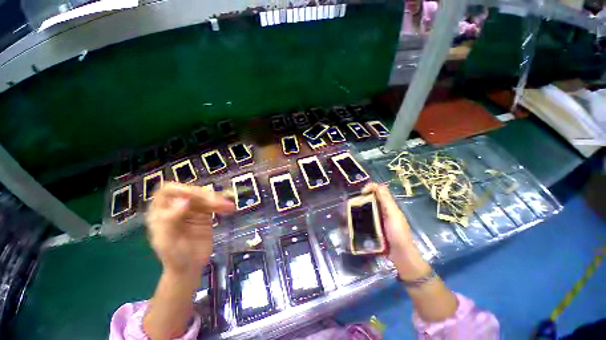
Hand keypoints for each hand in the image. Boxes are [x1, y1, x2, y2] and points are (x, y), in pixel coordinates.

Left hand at [146, 183, 234, 275]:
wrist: (190, 267)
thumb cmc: (175, 258)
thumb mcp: (168, 243)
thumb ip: (171, 222)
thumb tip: (183, 202)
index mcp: (161, 212)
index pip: (168, 192)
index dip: (181, 190)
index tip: (193, 197)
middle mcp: (176, 207)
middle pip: (191, 192)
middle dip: (204, 196)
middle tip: (217, 204)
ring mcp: (192, 209)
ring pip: (205, 196)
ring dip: (217, 200)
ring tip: (228, 206)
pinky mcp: (204, 213)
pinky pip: (214, 204)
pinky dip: (222, 205)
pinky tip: (229, 208)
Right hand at [362, 183, 430, 279]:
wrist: (400, 254)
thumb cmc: (397, 233)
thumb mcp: (392, 214)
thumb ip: (385, 200)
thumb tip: (376, 185)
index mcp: (389, 204)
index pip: (379, 189)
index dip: (370, 187)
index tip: (361, 193)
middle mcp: (384, 209)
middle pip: (372, 198)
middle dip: (362, 197)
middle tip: (353, 202)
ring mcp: (379, 218)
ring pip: (368, 207)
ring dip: (360, 207)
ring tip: (350, 210)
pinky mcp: (375, 226)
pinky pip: (367, 218)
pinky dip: (360, 216)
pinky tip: (354, 220)